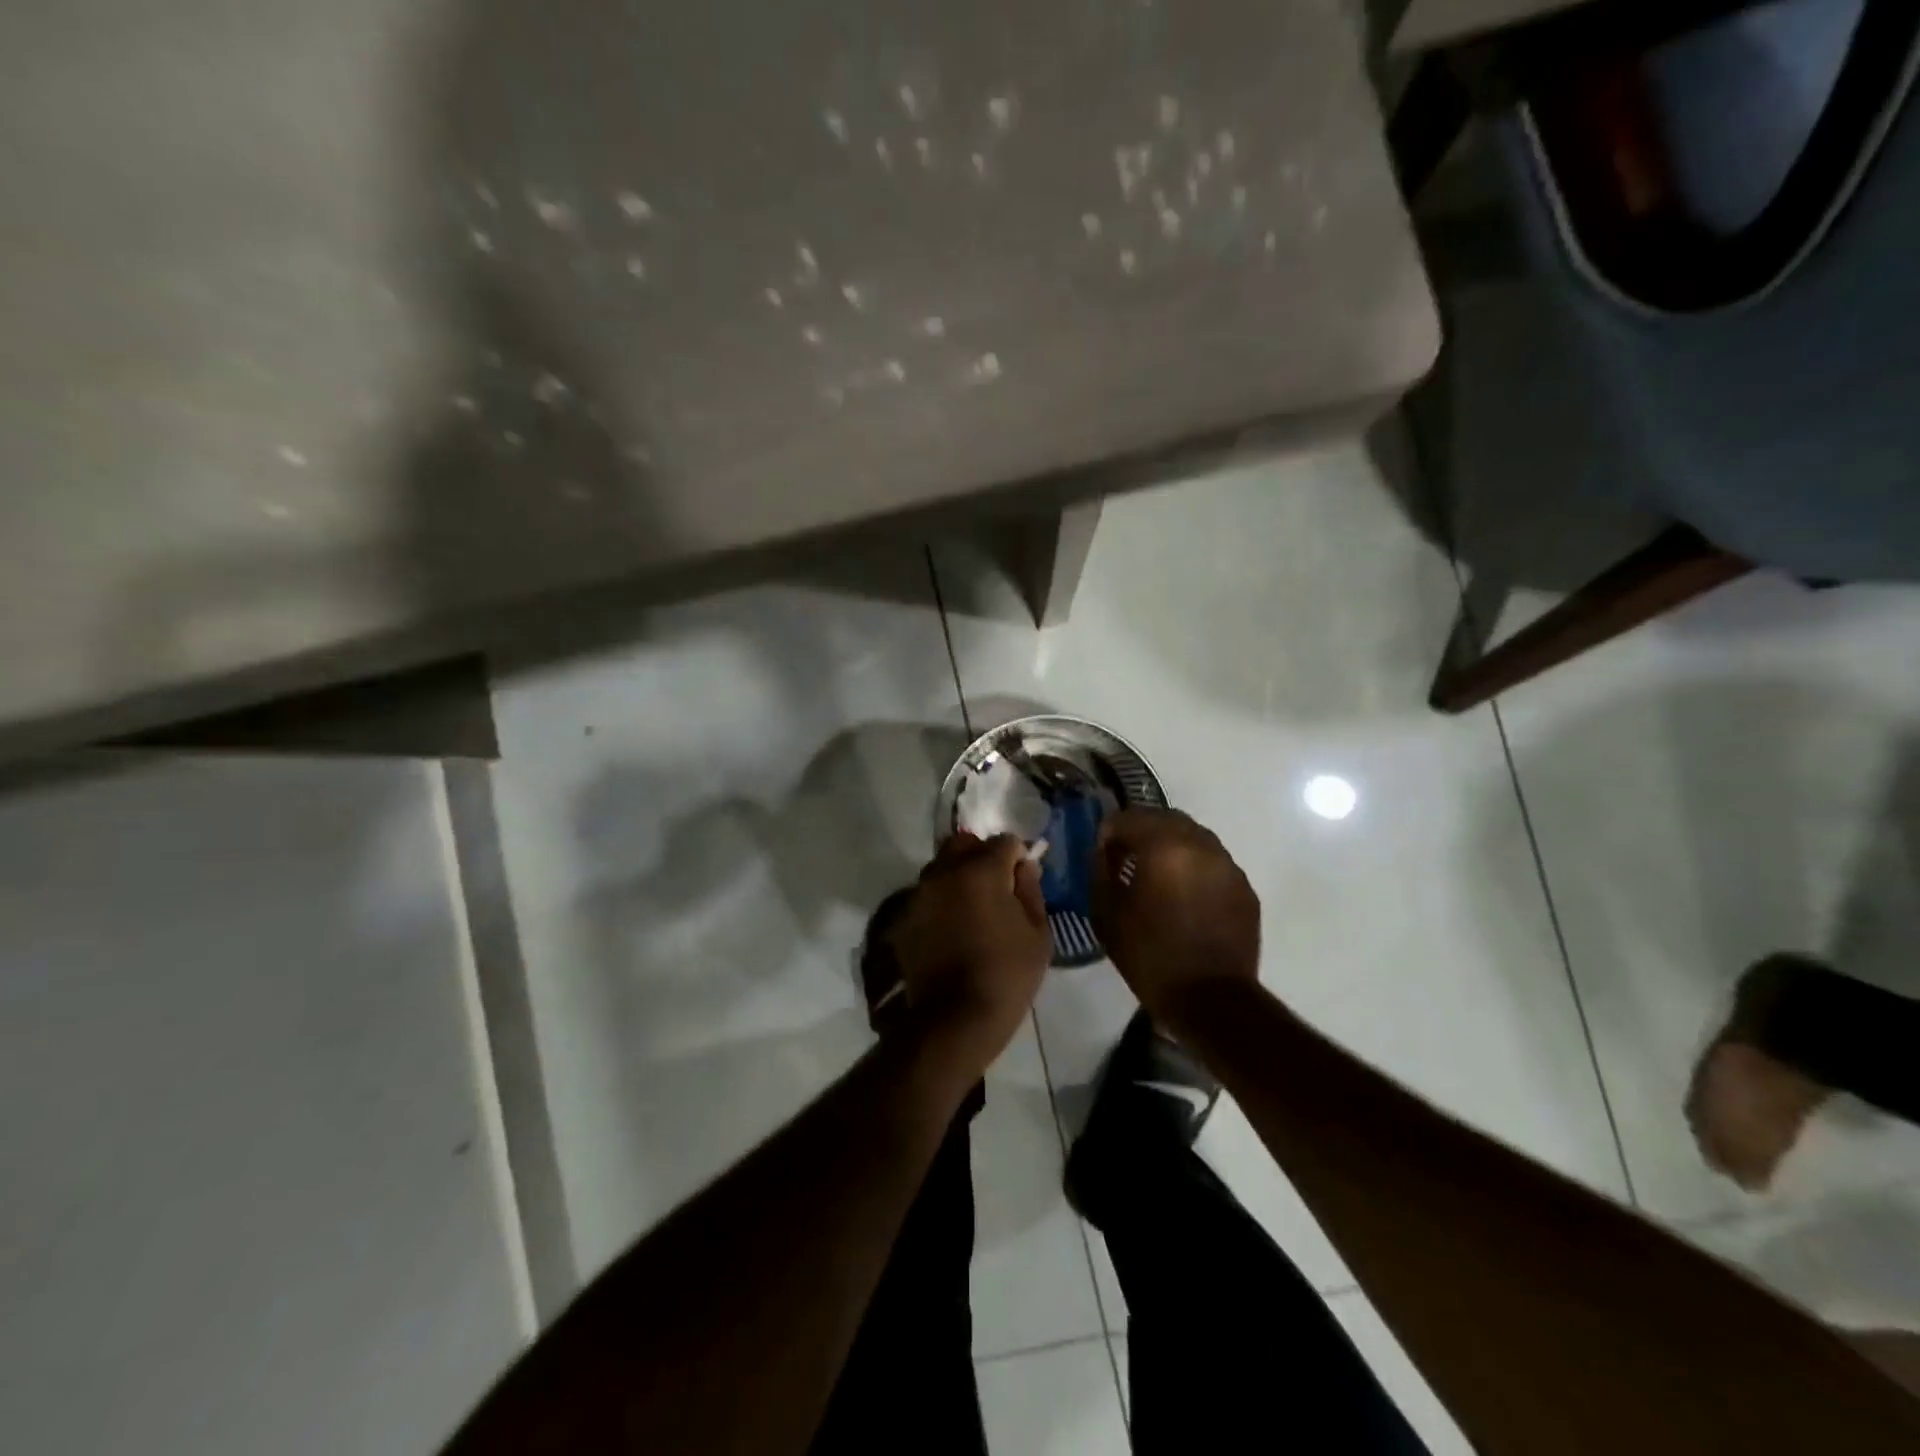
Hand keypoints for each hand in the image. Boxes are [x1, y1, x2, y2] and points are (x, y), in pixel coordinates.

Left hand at [889, 833, 1051, 1078]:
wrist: (954, 1020)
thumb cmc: (1006, 976)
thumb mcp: (1038, 934)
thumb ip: (1031, 890)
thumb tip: (1024, 866)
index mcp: (981, 870)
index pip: (1004, 841)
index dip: (1018, 857)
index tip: (1023, 880)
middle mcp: (944, 872)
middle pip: (964, 844)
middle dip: (982, 856)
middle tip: (996, 887)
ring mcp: (919, 894)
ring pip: (941, 867)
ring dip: (958, 876)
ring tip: (972, 909)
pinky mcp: (904, 917)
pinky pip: (926, 895)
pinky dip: (940, 902)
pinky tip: (951, 929)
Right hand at [1090, 809, 1260, 1026]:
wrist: (1211, 1000)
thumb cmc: (1150, 956)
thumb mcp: (1106, 914)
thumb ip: (1100, 871)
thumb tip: (1104, 851)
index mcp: (1164, 846)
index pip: (1128, 818)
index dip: (1109, 832)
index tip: (1102, 854)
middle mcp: (1200, 845)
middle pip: (1164, 818)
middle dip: (1141, 832)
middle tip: (1126, 859)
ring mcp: (1228, 865)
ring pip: (1193, 837)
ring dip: (1170, 846)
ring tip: (1157, 876)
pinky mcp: (1244, 887)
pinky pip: (1213, 862)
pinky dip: (1194, 867)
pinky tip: (1184, 896)